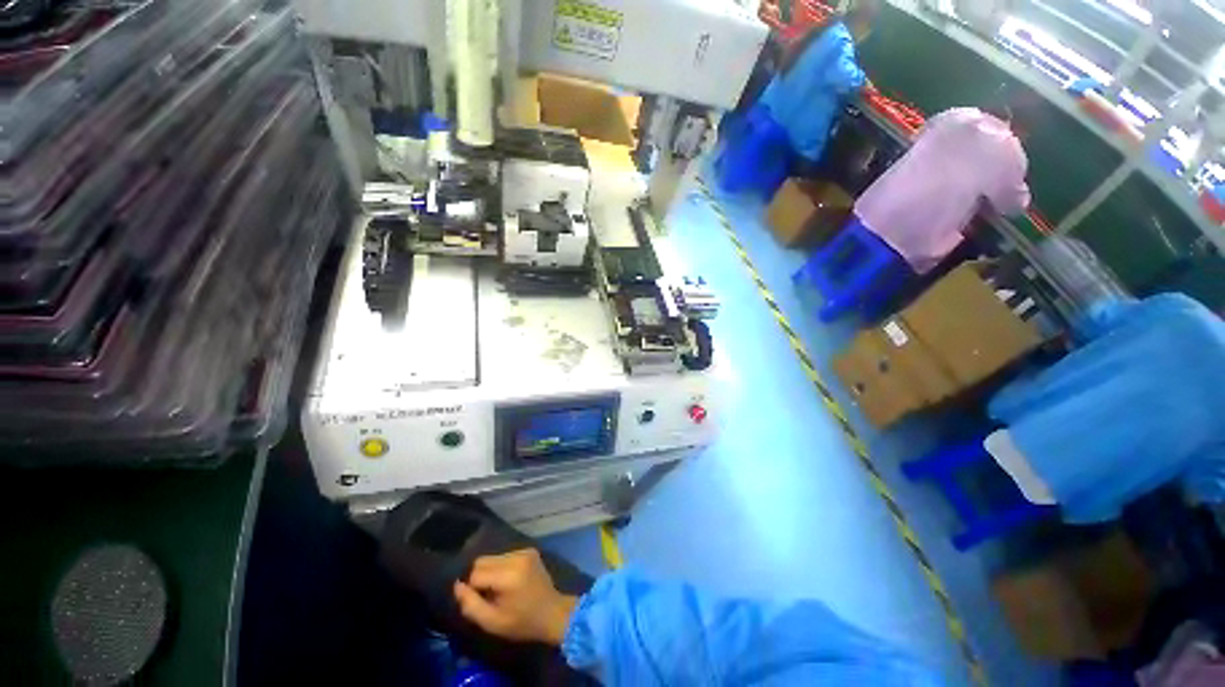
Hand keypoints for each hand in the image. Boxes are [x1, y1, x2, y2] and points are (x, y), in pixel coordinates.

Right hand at [453, 549, 578, 645]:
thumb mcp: (492, 622)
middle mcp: (517, 557)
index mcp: (508, 575)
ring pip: (492, 557)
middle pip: (482, 561)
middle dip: (479, 577)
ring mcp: (524, 551)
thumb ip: (471, 605)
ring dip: (490, 571)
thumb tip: (457, 586)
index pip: (475, 573)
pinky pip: (504, 555)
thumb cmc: (522, 622)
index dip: (472, 589)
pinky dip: (500, 567)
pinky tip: (509, 581)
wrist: (553, 612)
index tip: (480, 601)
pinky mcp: (529, 549)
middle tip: (487, 595)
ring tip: (498, 589)